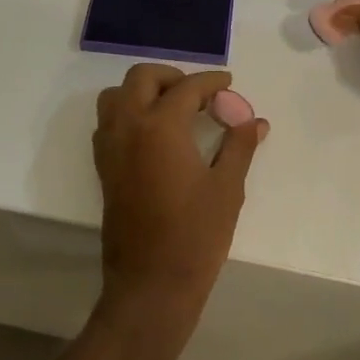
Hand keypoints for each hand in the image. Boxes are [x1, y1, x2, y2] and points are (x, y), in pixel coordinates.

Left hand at [92, 64, 267, 330]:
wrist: (151, 283)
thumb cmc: (195, 235)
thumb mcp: (227, 188)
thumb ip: (239, 146)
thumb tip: (255, 121)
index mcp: (159, 127)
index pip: (186, 88)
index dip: (210, 82)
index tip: (228, 84)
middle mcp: (128, 128)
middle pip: (141, 78)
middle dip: (172, 76)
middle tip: (200, 93)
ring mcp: (110, 148)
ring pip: (117, 97)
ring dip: (143, 91)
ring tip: (173, 108)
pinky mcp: (104, 168)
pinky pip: (109, 123)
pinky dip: (129, 113)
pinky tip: (155, 134)